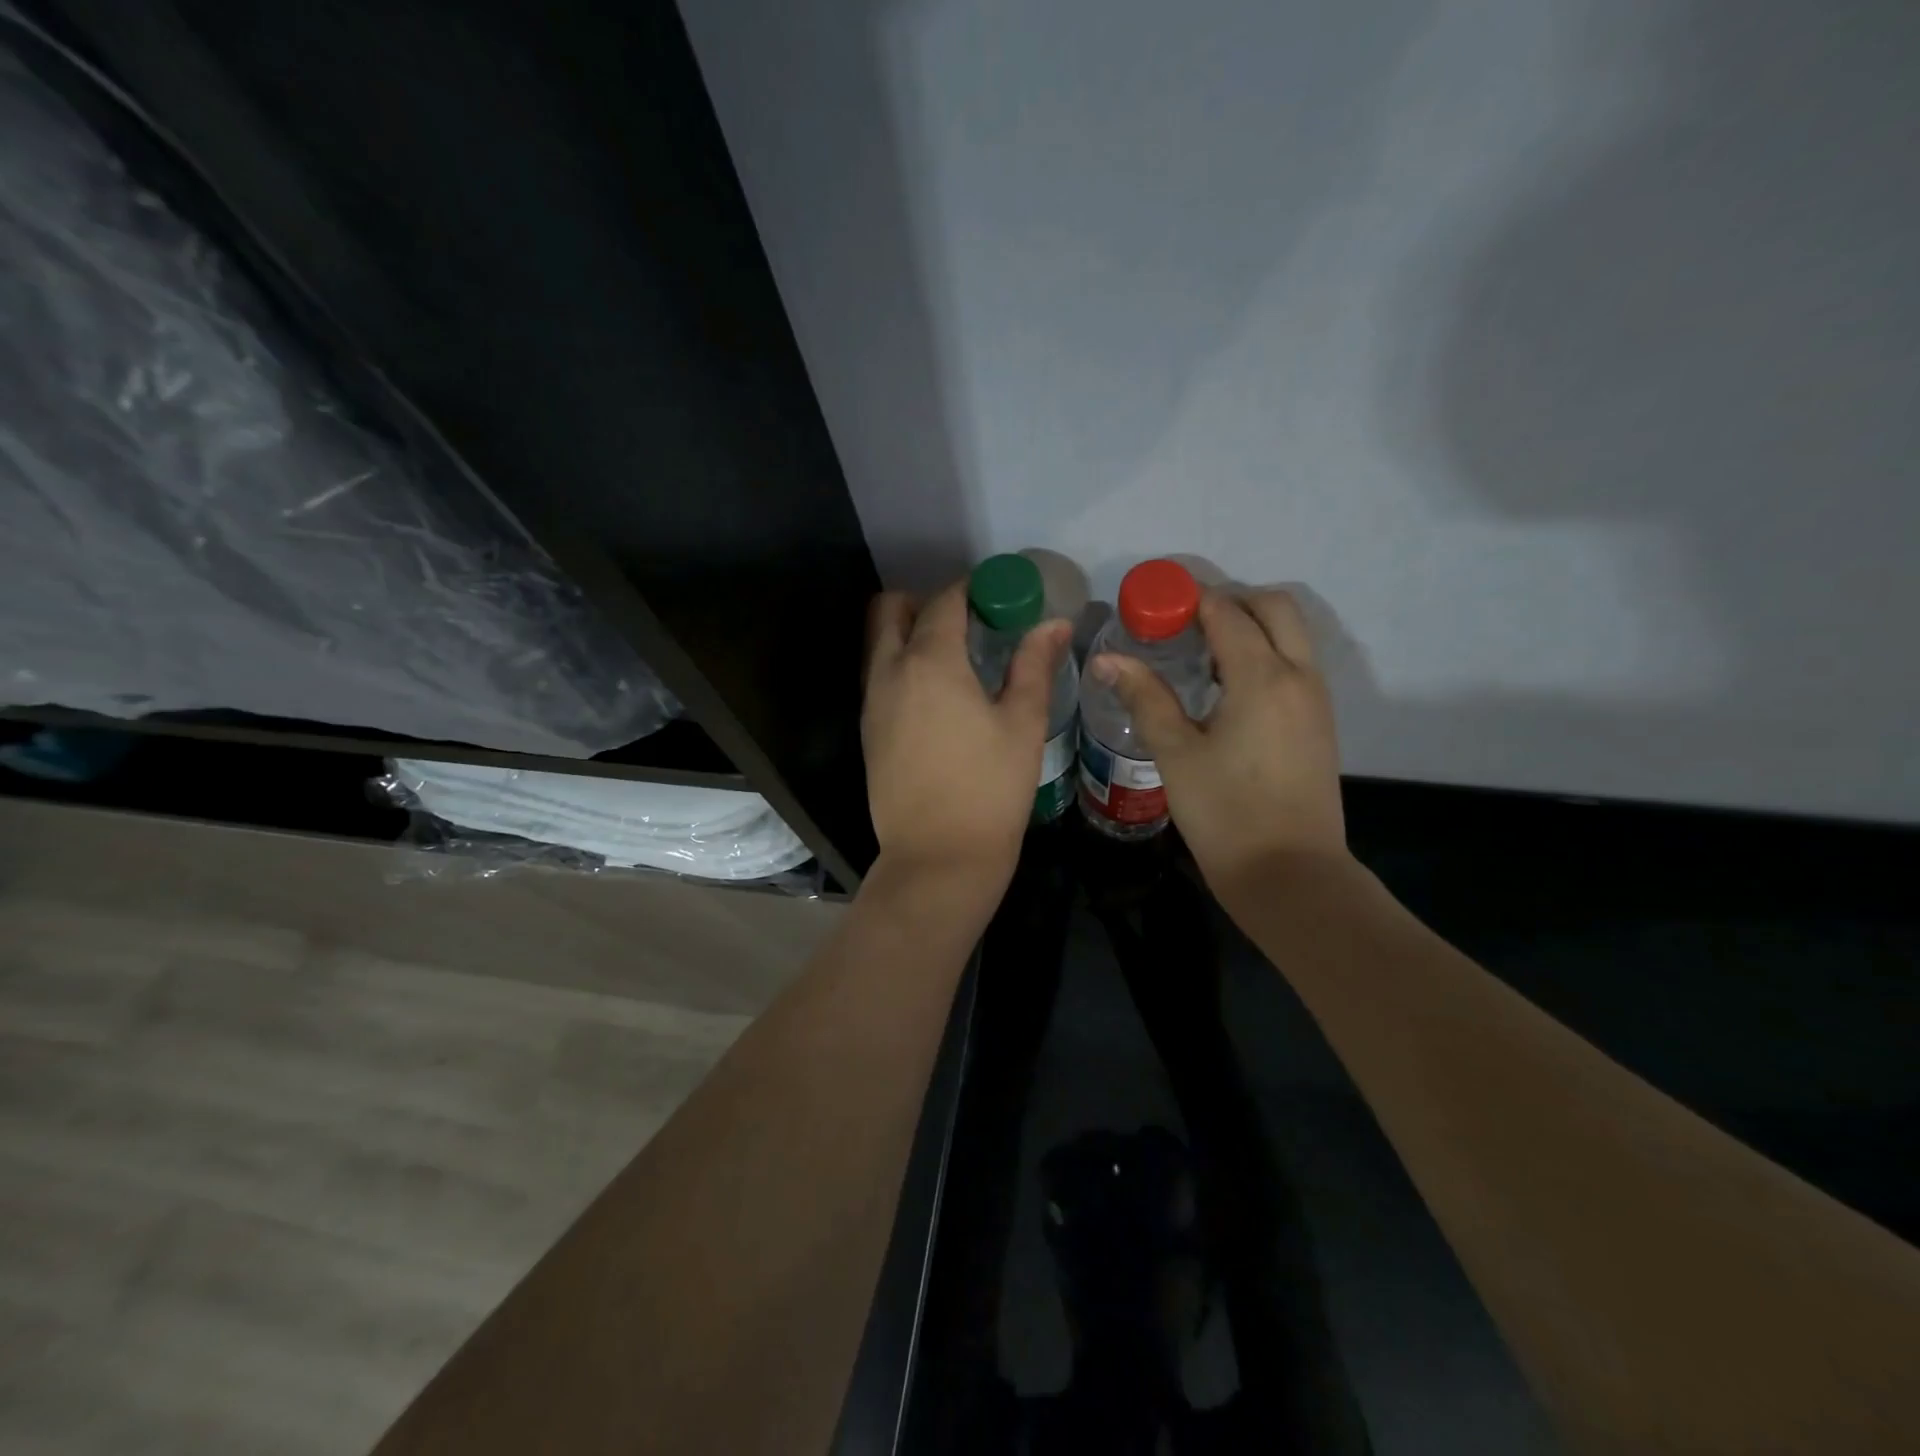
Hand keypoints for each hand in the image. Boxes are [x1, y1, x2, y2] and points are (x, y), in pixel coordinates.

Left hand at [863, 581, 1072, 886]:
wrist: (938, 856)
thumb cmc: (991, 788)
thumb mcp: (1023, 723)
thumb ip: (1034, 665)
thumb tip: (1053, 623)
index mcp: (930, 662)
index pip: (944, 601)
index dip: (972, 590)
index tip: (999, 596)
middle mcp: (890, 672)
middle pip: (892, 610)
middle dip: (925, 602)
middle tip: (968, 621)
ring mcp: (872, 702)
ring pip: (879, 642)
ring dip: (909, 632)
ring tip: (954, 656)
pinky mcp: (867, 730)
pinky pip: (878, 675)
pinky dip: (900, 664)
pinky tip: (936, 693)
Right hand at [1091, 589, 1346, 897]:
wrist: (1290, 874)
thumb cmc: (1225, 814)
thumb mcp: (1176, 753)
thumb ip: (1145, 697)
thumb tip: (1106, 659)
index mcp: (1262, 677)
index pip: (1227, 612)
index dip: (1189, 600)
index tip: (1154, 606)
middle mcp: (1299, 675)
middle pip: (1274, 606)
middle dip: (1230, 601)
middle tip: (1184, 623)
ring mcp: (1316, 699)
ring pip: (1291, 633)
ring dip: (1251, 626)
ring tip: (1202, 652)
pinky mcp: (1320, 722)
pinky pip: (1296, 663)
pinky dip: (1267, 652)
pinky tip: (1228, 687)